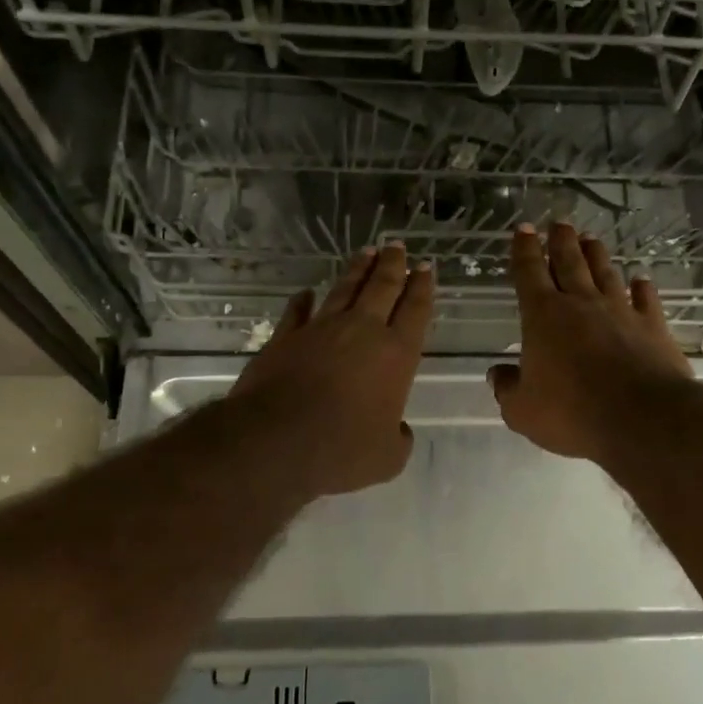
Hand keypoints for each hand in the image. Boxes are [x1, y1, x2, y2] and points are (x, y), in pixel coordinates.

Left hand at [230, 243, 434, 497]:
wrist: (277, 442)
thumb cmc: (342, 450)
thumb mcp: (387, 457)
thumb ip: (398, 439)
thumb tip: (398, 431)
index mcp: (396, 355)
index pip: (415, 310)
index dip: (422, 287)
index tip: (425, 267)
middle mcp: (362, 332)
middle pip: (382, 288)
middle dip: (393, 265)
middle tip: (398, 246)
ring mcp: (321, 330)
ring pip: (344, 289)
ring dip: (357, 270)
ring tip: (367, 252)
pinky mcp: (285, 338)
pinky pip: (297, 312)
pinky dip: (303, 301)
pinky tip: (306, 292)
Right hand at [489, 222, 693, 461]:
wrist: (642, 418)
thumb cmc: (571, 413)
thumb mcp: (522, 410)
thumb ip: (508, 389)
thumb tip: (497, 374)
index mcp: (543, 316)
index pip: (529, 274)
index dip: (524, 250)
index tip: (524, 230)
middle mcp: (581, 304)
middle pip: (569, 263)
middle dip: (561, 241)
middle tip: (560, 222)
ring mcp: (620, 312)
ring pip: (605, 274)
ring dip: (597, 255)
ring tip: (591, 239)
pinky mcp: (652, 327)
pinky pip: (646, 300)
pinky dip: (642, 288)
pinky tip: (641, 280)